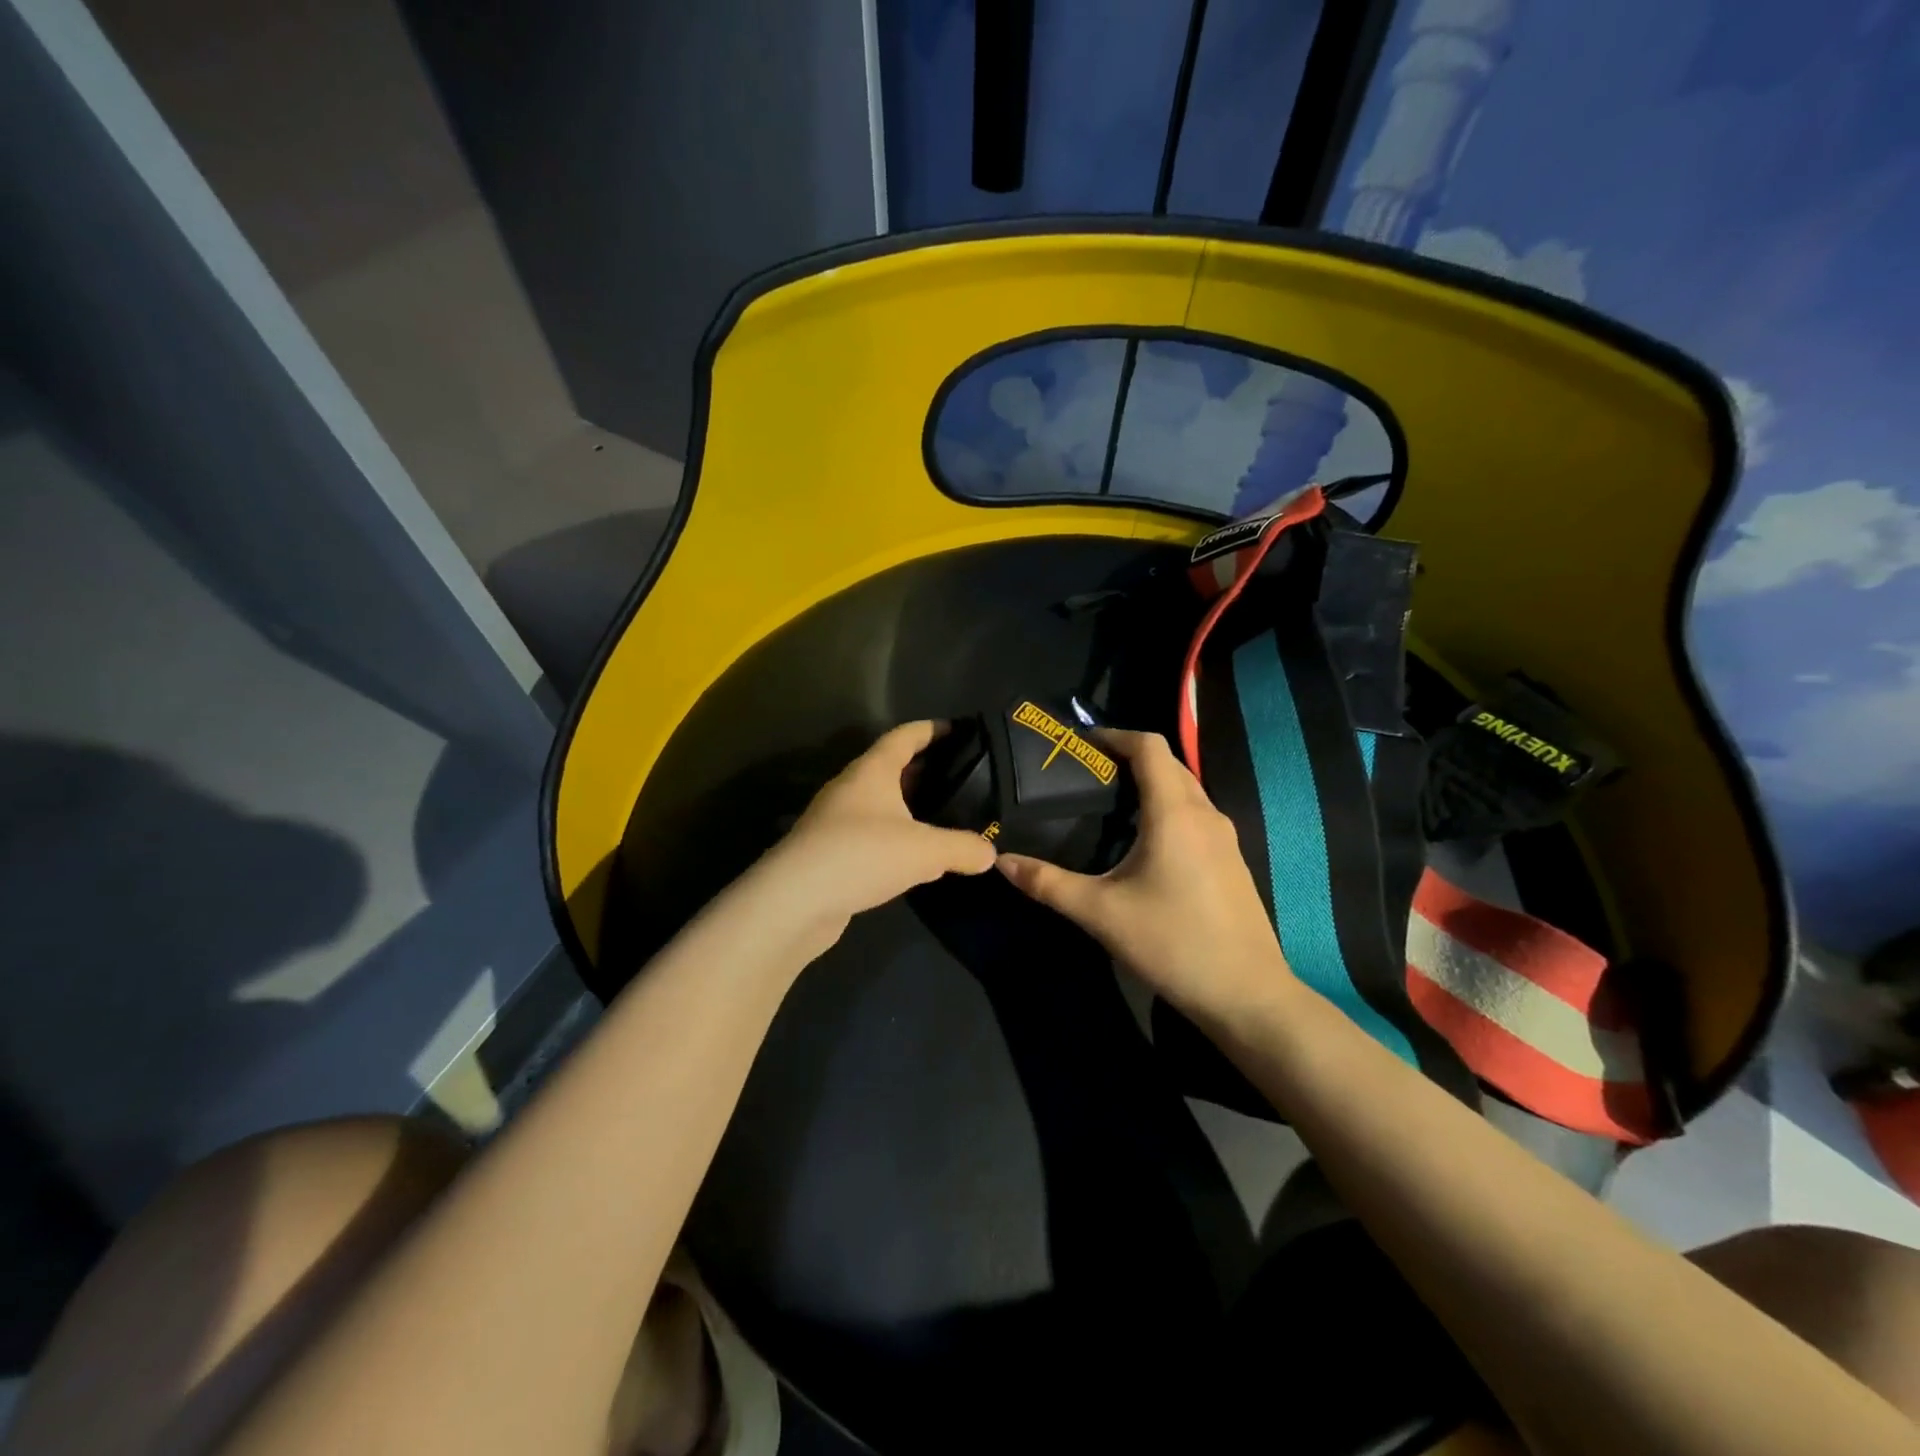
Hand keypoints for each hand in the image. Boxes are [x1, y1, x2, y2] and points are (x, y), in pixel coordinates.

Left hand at [736, 721, 997, 957]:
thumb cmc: (863, 855)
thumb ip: (962, 848)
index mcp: (871, 771)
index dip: (931, 730)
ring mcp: (834, 821)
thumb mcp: (925, 851)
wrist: (794, 901)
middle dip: (923, 769)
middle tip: (960, 776)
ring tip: (941, 815)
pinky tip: (913, 856)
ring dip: (906, 806)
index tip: (957, 729)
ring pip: (878, 803)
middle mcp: (850, 788)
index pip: (904, 737)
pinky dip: (893, 837)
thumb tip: (990, 854)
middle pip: (890, 767)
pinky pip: (870, 834)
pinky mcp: (829, 852)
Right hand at [996, 729, 1294, 1023]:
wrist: (1246, 995)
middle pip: (1168, 763)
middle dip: (1128, 758)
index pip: (1149, 746)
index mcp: (1175, 812)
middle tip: (1085, 774)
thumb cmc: (1172, 944)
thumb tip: (1001, 861)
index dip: (1115, 735)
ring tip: (1107, 804)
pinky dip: (1167, 808)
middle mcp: (1205, 813)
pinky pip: (1195, 814)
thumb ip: (1048, 883)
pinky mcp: (1231, 860)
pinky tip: (1142, 842)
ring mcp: (1224, 837)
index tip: (1081, 744)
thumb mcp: (1100, 913)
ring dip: (1150, 784)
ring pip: (1185, 789)